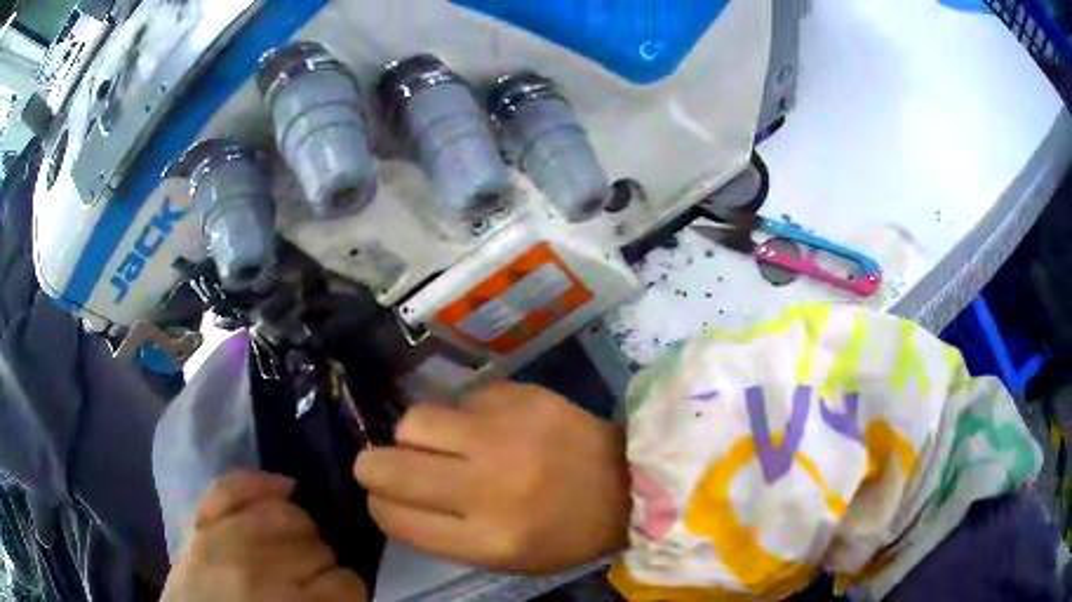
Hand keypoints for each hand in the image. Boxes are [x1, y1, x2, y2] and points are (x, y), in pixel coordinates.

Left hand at [162, 471, 367, 601]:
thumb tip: (342, 582)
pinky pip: (232, 488)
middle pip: (317, 548)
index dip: (349, 586)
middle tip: (315, 575)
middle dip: (323, 560)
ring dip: (302, 527)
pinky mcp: (199, 524)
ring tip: (297, 541)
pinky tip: (284, 487)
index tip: (341, 593)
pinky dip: (260, 483)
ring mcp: (224, 542)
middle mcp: (259, 574)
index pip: (345, 582)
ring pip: (286, 515)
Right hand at [355, 382, 629, 574]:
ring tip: (438, 442)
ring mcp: (505, 436)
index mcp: (487, 541)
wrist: (630, 482)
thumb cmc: (565, 533)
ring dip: (415, 435)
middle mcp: (489, 488)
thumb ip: (442, 533)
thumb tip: (391, 497)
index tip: (385, 497)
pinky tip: (486, 425)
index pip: (394, 518)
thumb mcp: (504, 558)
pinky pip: (459, 399)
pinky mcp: (521, 397)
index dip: (379, 505)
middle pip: (388, 468)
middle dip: (372, 466)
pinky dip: (461, 414)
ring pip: (414, 421)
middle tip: (383, 464)